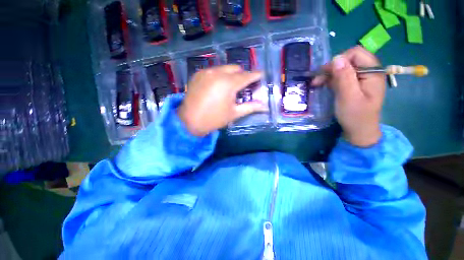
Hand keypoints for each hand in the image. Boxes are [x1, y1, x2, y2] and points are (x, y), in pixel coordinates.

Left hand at [178, 65, 265, 136]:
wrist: (189, 121)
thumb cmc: (214, 119)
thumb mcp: (234, 113)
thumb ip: (250, 107)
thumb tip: (264, 106)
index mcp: (228, 83)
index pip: (247, 76)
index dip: (256, 75)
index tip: (261, 75)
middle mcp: (217, 73)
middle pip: (236, 68)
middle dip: (243, 75)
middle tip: (244, 85)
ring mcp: (206, 71)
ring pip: (224, 68)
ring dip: (231, 74)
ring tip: (230, 87)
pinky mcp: (198, 74)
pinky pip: (214, 70)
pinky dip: (220, 75)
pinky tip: (217, 86)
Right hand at [312, 46, 384, 146]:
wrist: (358, 130)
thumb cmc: (355, 115)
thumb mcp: (349, 97)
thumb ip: (344, 77)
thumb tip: (336, 58)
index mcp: (373, 72)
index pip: (356, 53)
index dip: (340, 60)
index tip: (327, 72)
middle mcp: (368, 72)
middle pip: (348, 60)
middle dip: (331, 68)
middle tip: (318, 79)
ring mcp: (360, 79)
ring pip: (342, 68)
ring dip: (328, 74)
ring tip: (315, 83)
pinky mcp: (353, 85)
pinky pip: (340, 77)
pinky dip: (329, 80)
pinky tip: (321, 84)